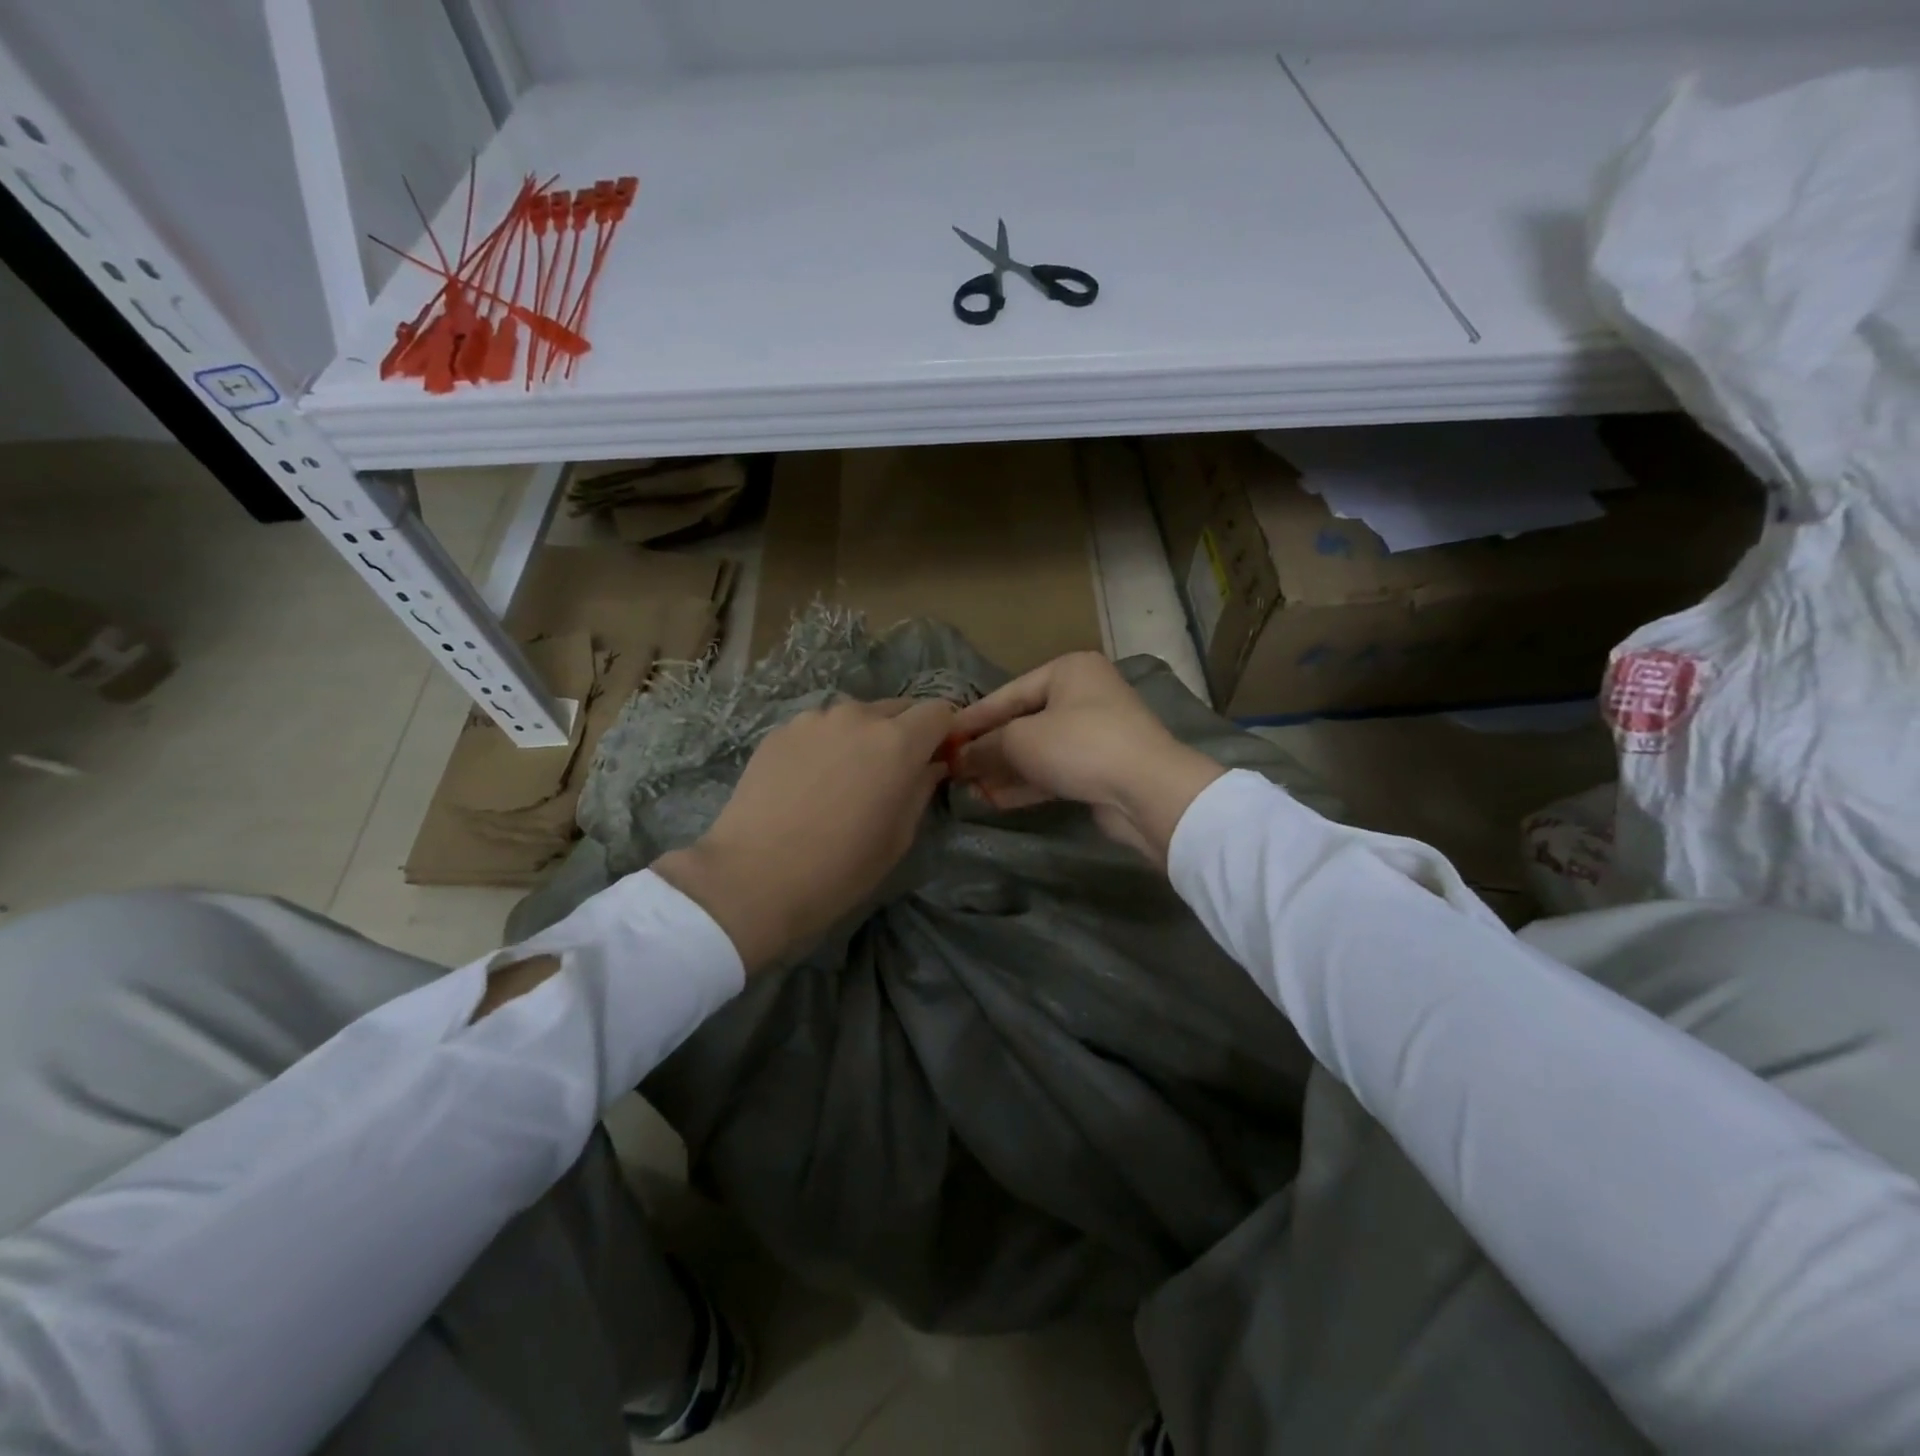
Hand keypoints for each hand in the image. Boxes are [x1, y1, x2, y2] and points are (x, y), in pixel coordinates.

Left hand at [652, 697, 955, 972]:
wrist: (753, 877)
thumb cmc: (840, 868)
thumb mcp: (898, 837)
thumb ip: (921, 789)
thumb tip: (930, 766)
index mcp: (897, 742)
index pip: (939, 711)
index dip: (944, 732)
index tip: (938, 758)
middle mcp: (858, 716)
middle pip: (898, 708)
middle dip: (905, 733)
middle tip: (893, 772)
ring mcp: (814, 719)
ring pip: (855, 716)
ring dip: (863, 737)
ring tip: (845, 777)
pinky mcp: (780, 730)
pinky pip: (819, 728)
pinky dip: (826, 744)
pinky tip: (809, 781)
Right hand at [947, 652, 1223, 866]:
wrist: (1147, 790)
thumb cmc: (1080, 745)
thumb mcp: (1021, 739)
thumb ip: (985, 746)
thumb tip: (958, 759)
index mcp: (1068, 671)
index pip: (1008, 693)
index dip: (973, 718)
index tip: (942, 738)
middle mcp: (1084, 695)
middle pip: (1023, 722)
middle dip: (988, 748)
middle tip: (953, 767)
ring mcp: (1095, 733)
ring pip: (1038, 750)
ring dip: (1003, 770)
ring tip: (968, 788)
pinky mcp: (1100, 768)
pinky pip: (1054, 772)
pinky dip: (1025, 784)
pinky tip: (994, 799)